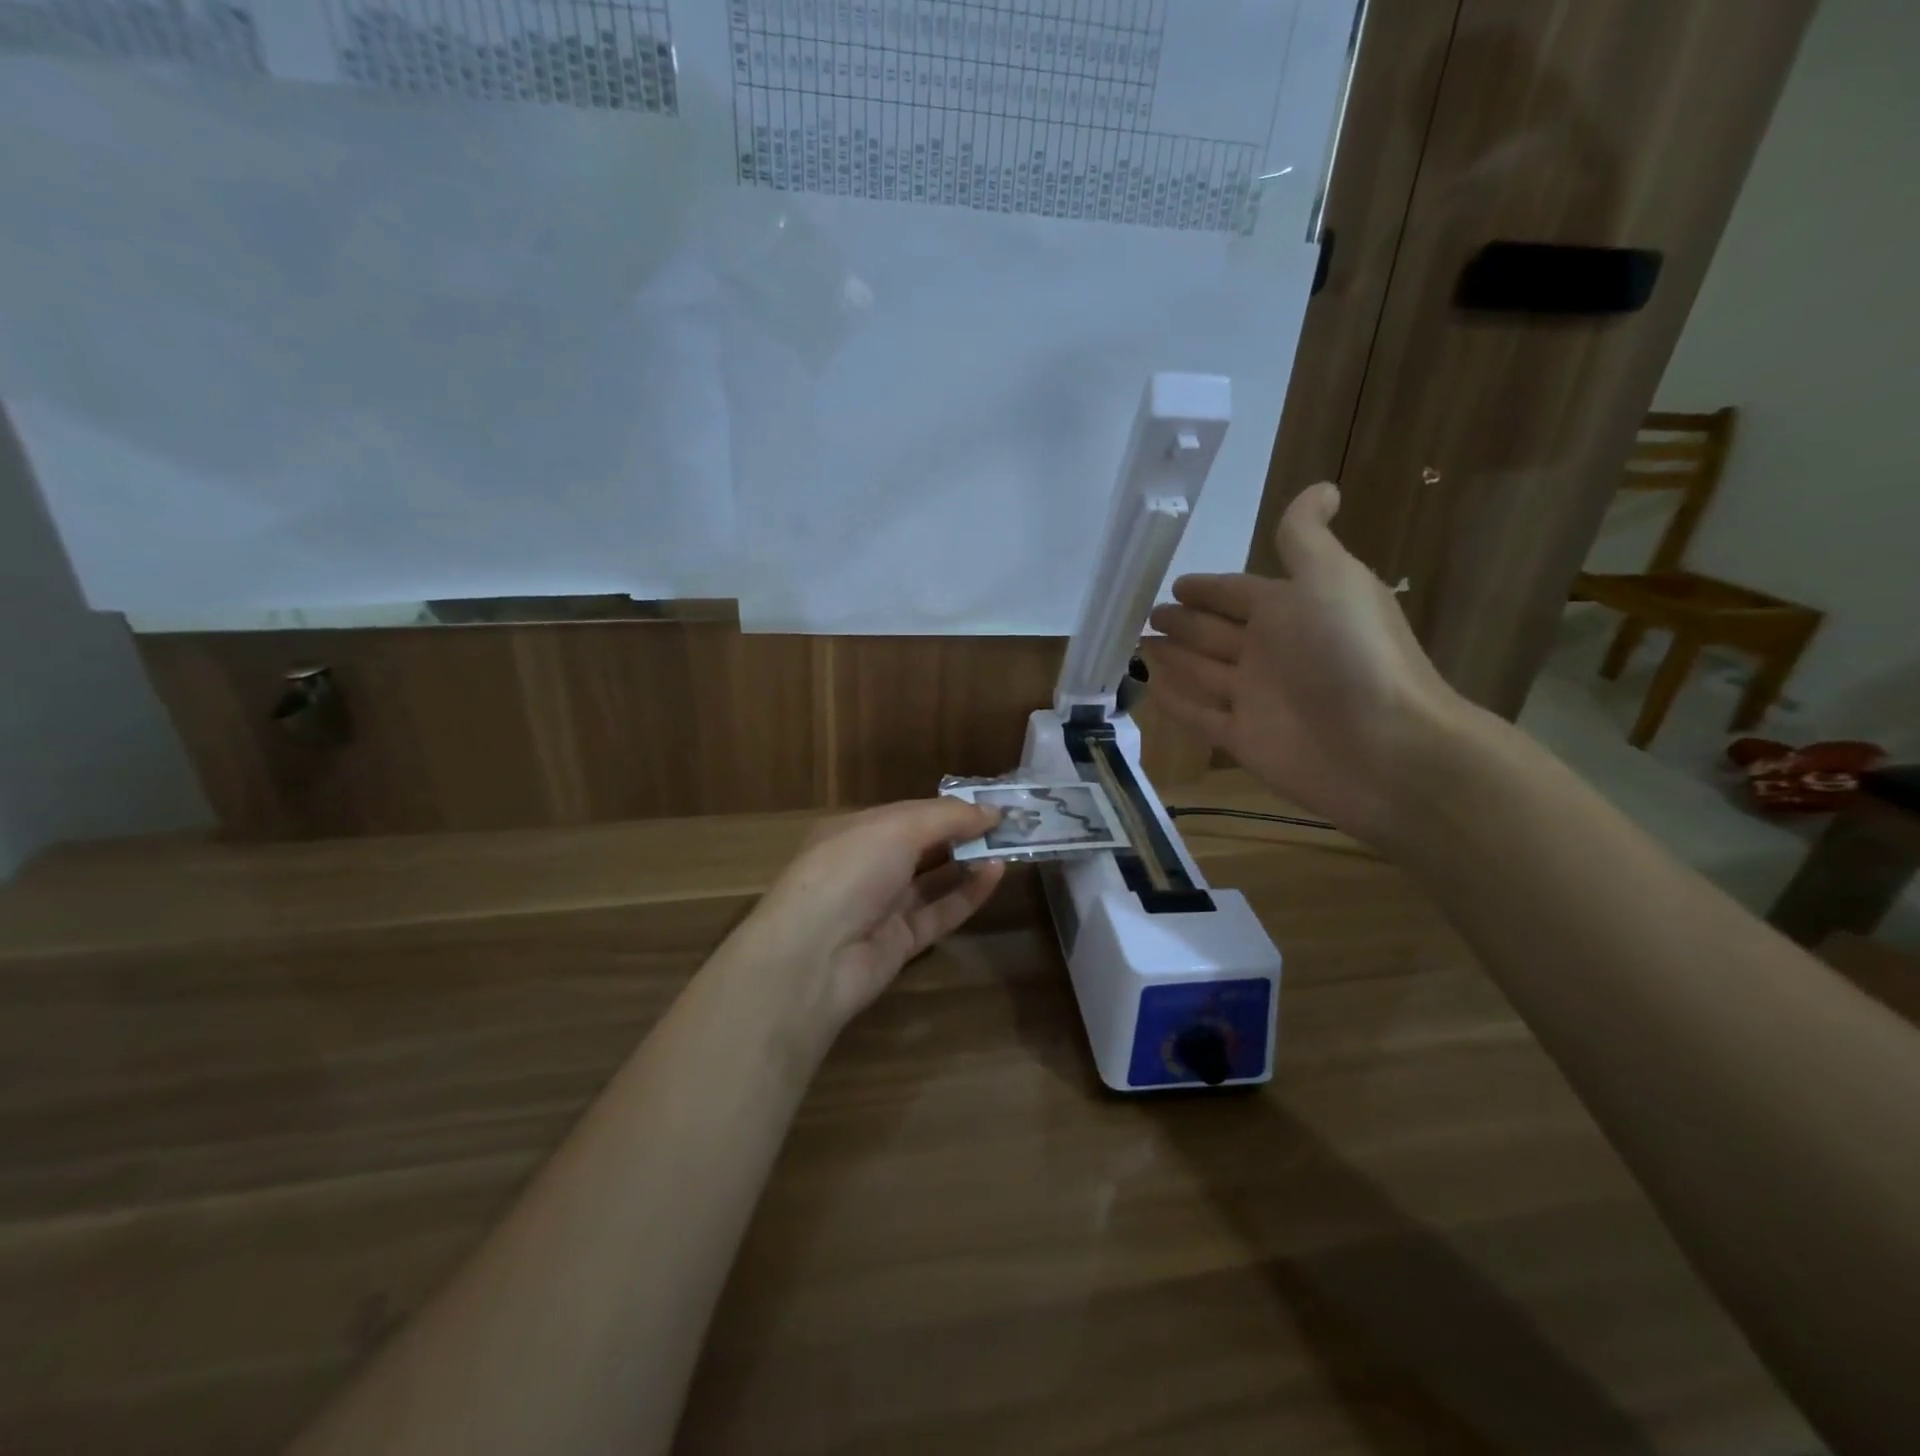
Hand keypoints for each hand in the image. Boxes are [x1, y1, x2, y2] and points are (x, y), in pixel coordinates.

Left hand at [742, 798, 1006, 1032]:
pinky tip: (997, 874)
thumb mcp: (897, 828)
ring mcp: (882, 906)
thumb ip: (947, 817)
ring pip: (933, 880)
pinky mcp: (900, 942)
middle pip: (922, 846)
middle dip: (962, 834)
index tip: (991, 804)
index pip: (909, 813)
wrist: (814, 956)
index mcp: (855, 831)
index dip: (949, 808)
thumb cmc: (850, 871)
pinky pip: (940, 912)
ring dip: (969, 862)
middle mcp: (867, 866)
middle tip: (1009, 826)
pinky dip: (968, 894)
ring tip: (1009, 847)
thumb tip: (991, 811)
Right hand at [1141, 482, 1467, 842]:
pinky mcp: (1242, 739)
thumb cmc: (1351, 653)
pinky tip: (1150, 690)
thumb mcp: (1329, 579)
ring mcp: (1255, 697)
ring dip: (1173, 658)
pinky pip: (1200, 716)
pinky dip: (1176, 704)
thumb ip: (1306, 538)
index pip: (1237, 593)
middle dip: (1183, 622)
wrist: (1383, 747)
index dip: (1207, 588)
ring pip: (1203, 671)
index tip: (1173, 583)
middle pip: (1215, 632)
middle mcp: (1270, 651)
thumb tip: (1322, 487)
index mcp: (1289, 610)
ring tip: (1137, 646)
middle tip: (1145, 614)